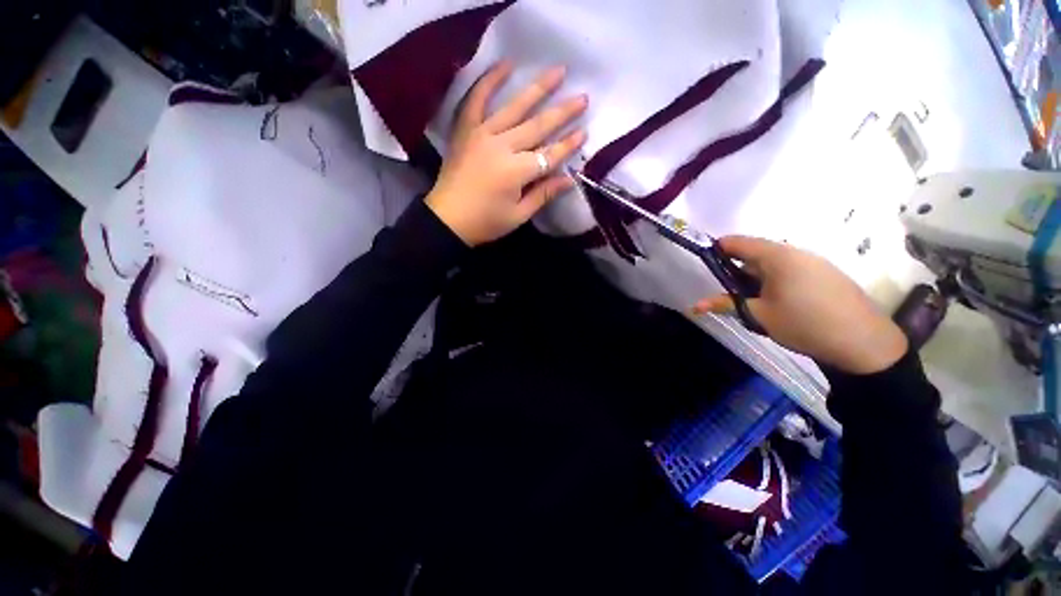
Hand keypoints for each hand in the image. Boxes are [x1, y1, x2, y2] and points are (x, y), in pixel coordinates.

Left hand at [425, 61, 587, 246]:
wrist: (446, 219)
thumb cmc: (485, 222)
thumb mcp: (518, 215)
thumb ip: (543, 194)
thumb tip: (569, 179)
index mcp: (516, 171)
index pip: (549, 155)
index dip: (567, 145)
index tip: (584, 132)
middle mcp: (502, 146)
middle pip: (537, 126)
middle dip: (562, 113)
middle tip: (582, 97)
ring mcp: (482, 134)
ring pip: (515, 107)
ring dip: (538, 88)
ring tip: (559, 71)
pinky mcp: (466, 130)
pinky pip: (477, 99)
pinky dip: (490, 80)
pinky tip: (506, 64)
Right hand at [693, 236, 908, 374]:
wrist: (865, 343)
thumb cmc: (804, 324)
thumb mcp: (760, 316)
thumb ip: (727, 305)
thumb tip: (695, 306)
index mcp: (777, 257)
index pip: (738, 243)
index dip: (718, 250)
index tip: (705, 263)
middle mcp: (796, 253)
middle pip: (756, 253)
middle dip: (737, 270)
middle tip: (728, 292)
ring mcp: (814, 262)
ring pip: (774, 264)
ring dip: (756, 278)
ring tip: (753, 301)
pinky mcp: (826, 274)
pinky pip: (791, 270)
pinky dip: (775, 281)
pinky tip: (778, 303)